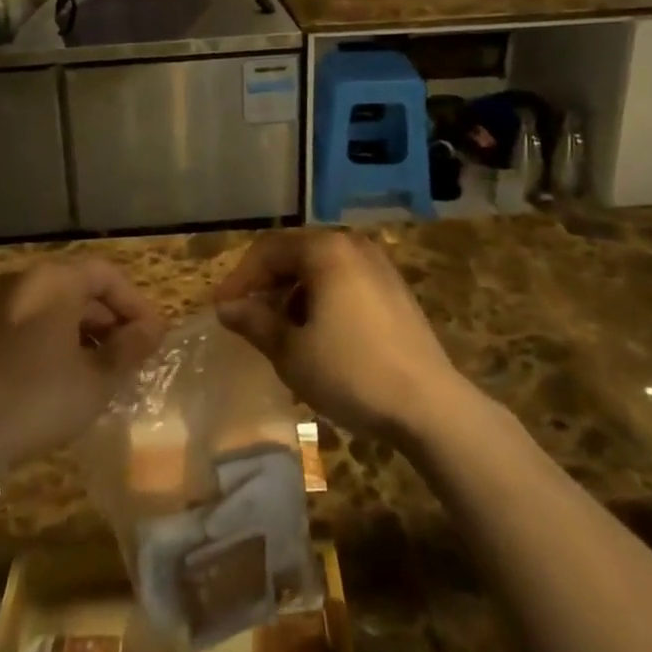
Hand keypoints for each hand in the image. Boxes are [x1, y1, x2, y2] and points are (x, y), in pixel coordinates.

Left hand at [0, 258, 164, 479]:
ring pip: (54, 307)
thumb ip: (130, 348)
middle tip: (133, 354)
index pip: (106, 275)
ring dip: (84, 331)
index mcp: (54, 279)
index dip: (136, 304)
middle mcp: (25, 279)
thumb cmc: (39, 399)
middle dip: (110, 319)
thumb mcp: (97, 379)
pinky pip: (30, 323)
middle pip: (79, 287)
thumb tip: (152, 329)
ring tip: (105, 368)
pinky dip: (55, 339)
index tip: (154, 336)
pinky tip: (67, 376)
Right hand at [214, 230, 463, 439]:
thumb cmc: (352, 372)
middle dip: (266, 284)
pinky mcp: (395, 290)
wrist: (431, 406)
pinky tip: (317, 334)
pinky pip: (345, 282)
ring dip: (293, 293)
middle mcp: (352, 246)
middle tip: (245, 315)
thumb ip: (255, 323)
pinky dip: (321, 299)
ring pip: (321, 269)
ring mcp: (379, 266)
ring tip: (279, 330)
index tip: (220, 308)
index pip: (268, 250)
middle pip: (296, 254)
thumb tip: (227, 308)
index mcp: (325, 250)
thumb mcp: (292, 352)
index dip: (240, 278)